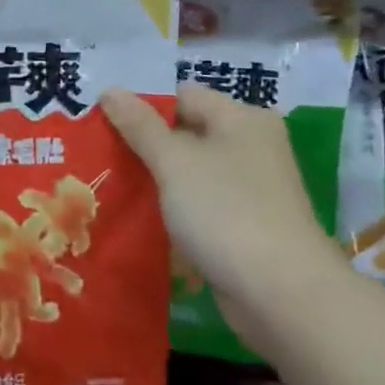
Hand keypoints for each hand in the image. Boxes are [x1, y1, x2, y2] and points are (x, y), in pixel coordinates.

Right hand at [99, 84, 342, 299]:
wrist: (281, 294)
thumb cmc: (226, 212)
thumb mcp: (174, 161)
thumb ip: (140, 125)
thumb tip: (110, 89)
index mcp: (243, 118)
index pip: (183, 96)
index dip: (144, 108)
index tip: (105, 128)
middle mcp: (253, 146)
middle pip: (188, 134)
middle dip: (146, 146)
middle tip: (103, 158)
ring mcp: (253, 189)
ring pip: (193, 173)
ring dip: (159, 181)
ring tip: (113, 188)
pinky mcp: (248, 226)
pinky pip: (202, 205)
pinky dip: (176, 210)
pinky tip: (144, 221)